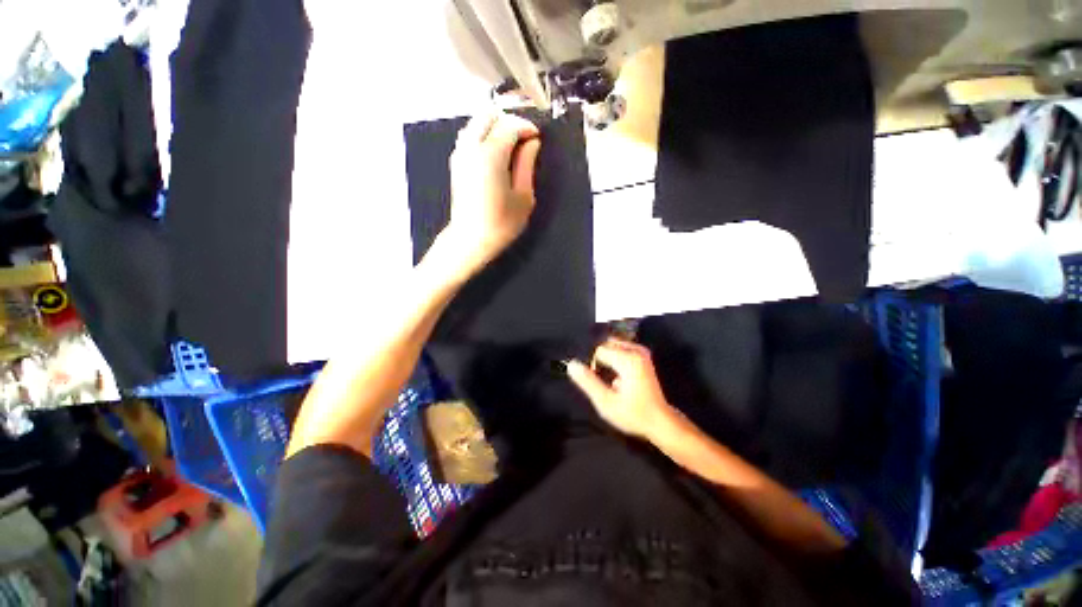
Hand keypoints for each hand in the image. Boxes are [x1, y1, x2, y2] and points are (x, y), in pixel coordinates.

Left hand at [438, 112, 541, 279]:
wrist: (470, 239)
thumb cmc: (502, 223)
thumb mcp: (524, 196)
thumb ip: (527, 164)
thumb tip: (532, 142)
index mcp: (491, 155)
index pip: (509, 125)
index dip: (526, 127)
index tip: (537, 138)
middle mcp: (471, 147)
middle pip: (489, 115)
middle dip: (509, 121)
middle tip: (524, 139)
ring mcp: (460, 153)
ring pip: (476, 123)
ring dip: (495, 127)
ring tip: (511, 146)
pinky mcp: (455, 162)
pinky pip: (469, 136)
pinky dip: (483, 136)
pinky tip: (495, 154)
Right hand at [566, 337, 675, 439]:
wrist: (660, 421)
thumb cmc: (633, 414)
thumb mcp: (606, 402)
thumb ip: (587, 382)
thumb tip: (571, 364)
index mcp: (628, 359)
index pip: (598, 350)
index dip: (594, 366)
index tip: (601, 383)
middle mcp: (636, 351)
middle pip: (606, 345)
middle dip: (600, 360)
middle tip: (605, 381)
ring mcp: (642, 352)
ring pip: (613, 346)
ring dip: (607, 359)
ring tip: (612, 380)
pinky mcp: (643, 356)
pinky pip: (621, 349)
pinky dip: (615, 359)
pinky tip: (619, 377)